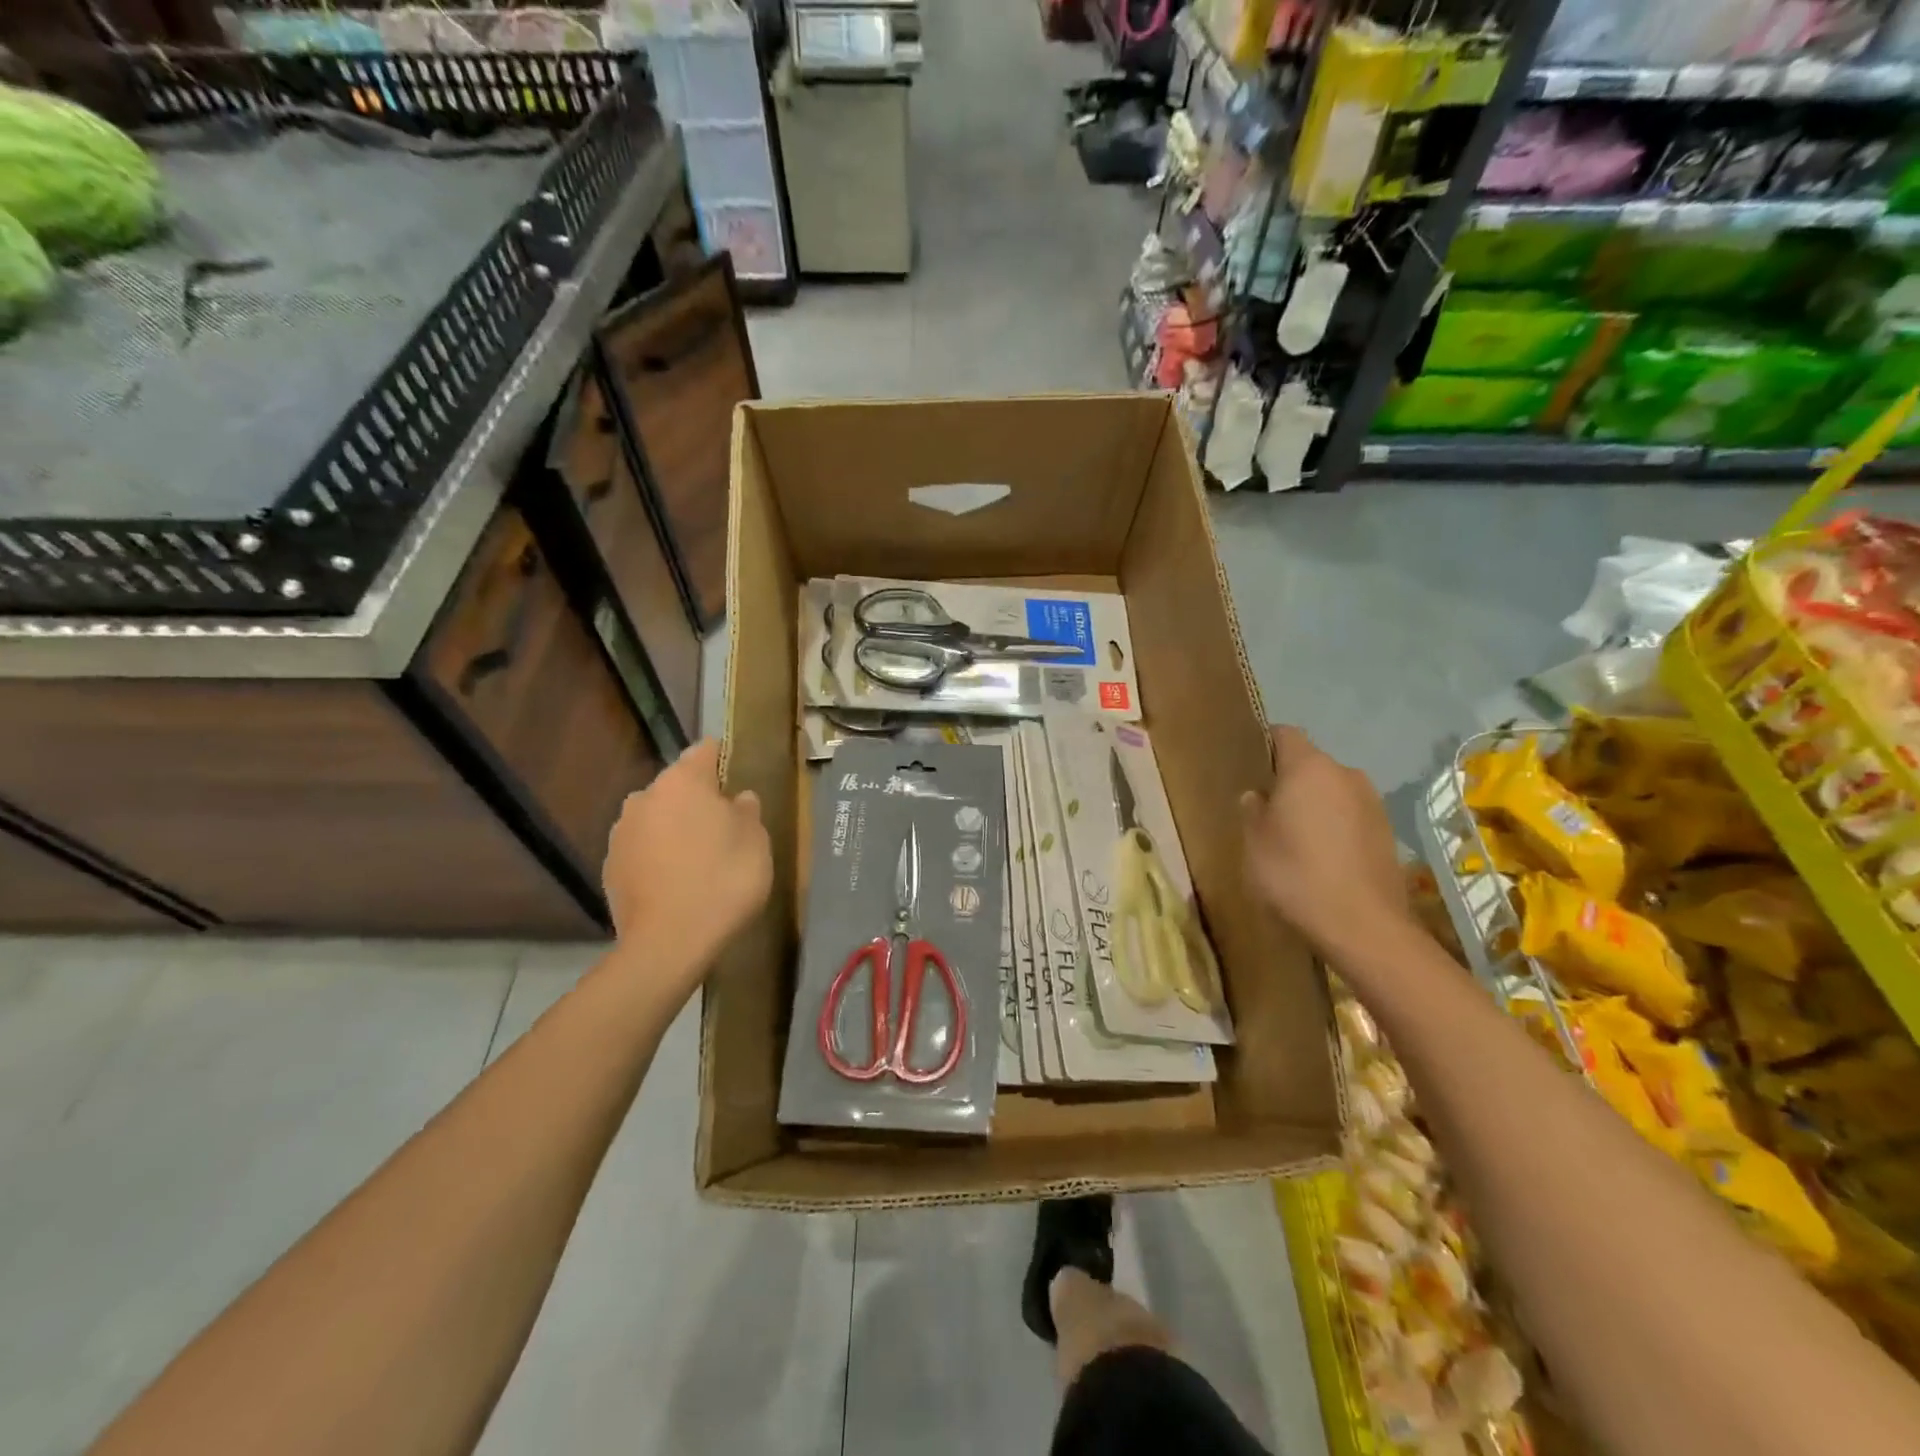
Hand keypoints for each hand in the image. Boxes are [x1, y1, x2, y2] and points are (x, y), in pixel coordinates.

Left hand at [602, 741, 771, 993]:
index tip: (737, 779)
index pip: (705, 751)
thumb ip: (747, 811)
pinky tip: (676, 881)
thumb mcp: (756, 842)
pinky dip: (658, 855)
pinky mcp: (610, 866)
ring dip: (675, 828)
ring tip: (698, 859)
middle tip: (724, 827)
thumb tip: (737, 798)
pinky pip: (642, 848)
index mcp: (683, 781)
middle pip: (677, 786)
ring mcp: (622, 832)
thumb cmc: (723, 880)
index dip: (723, 760)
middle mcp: (645, 797)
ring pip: (657, 817)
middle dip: (698, 799)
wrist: (668, 943)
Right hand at [1239, 725, 1411, 957]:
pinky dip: (1336, 826)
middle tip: (1268, 811)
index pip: (1285, 734)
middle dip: (1290, 781)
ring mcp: (1372, 802)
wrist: (1364, 926)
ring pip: (1332, 790)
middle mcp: (1345, 774)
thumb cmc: (1296, 875)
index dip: (1265, 745)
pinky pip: (1351, 815)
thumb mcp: (1255, 843)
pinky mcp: (1387, 830)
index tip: (1250, 768)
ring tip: (1296, 838)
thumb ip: (1252, 811)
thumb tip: (1257, 796)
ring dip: (1315, 805)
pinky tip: (1323, 857)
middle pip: (1310, 764)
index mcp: (1309, 768)